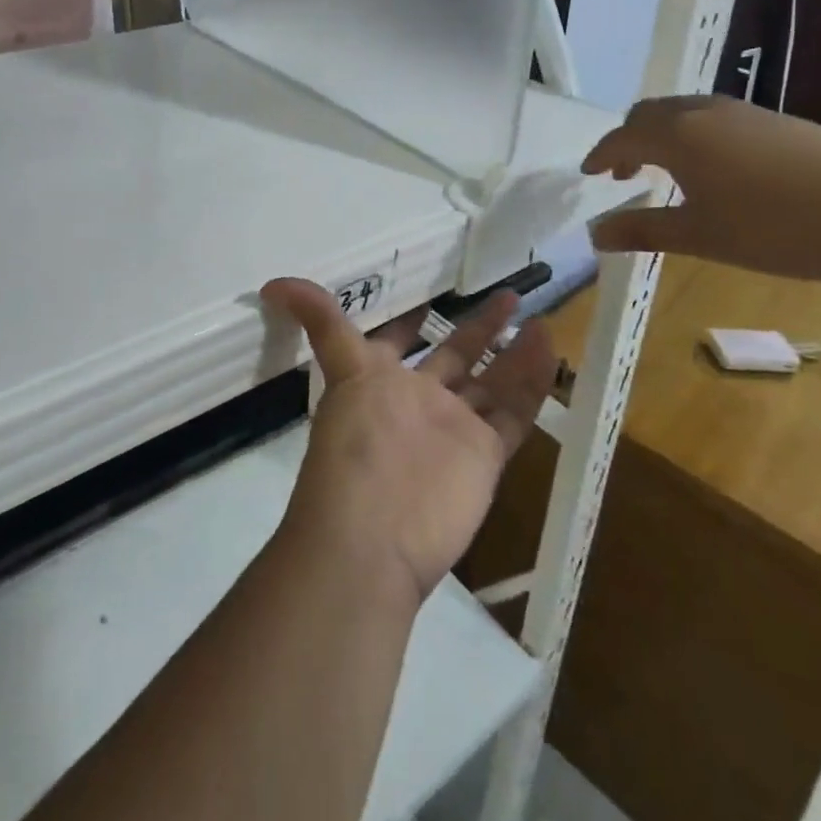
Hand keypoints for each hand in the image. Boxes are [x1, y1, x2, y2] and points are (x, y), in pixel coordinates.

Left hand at [260, 279, 555, 606]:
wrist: (373, 537)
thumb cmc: (354, 446)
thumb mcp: (340, 370)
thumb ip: (318, 322)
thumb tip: (271, 284)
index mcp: (381, 381)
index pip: (398, 340)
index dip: (412, 319)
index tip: (433, 291)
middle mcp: (420, 401)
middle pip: (455, 356)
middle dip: (479, 328)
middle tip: (507, 295)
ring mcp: (455, 429)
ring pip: (492, 383)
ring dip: (514, 352)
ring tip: (539, 319)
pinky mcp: (485, 456)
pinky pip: (514, 413)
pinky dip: (533, 383)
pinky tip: (549, 348)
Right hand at [581, 95, 820, 286]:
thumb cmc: (774, 230)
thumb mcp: (700, 237)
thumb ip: (642, 230)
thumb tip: (594, 234)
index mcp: (680, 135)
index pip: (623, 135)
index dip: (601, 154)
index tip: (589, 174)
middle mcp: (707, 111)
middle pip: (651, 113)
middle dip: (630, 139)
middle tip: (624, 173)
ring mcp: (748, 112)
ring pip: (687, 110)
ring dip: (664, 134)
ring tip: (667, 169)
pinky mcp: (780, 121)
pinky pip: (719, 116)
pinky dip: (697, 134)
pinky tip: (718, 168)